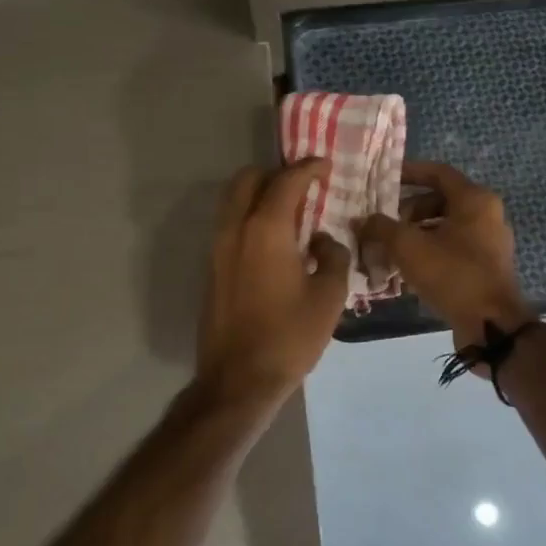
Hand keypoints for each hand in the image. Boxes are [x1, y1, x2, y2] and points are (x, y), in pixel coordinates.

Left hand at [196, 160, 351, 409]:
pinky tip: (274, 241)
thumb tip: (322, 241)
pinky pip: (230, 226)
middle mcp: (235, 230)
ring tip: (290, 212)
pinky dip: (250, 218)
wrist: (238, 379)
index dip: (308, 168)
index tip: (324, 165)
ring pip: (233, 202)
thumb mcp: (329, 296)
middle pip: (248, 180)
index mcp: (266, 229)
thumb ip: (332, 256)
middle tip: (303, 186)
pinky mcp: (212, 269)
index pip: (286, 181)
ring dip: (259, 195)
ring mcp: (218, 249)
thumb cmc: (290, 336)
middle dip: (275, 174)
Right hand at [359, 162, 531, 356]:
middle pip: (441, 200)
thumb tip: (361, 220)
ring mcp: (490, 241)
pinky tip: (407, 269)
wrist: (491, 325)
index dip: (409, 172)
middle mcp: (487, 214)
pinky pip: (453, 247)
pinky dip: (430, 250)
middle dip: (408, 210)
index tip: (383, 180)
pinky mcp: (487, 266)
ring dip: (416, 233)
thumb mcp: (408, 247)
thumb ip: (381, 228)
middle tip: (384, 223)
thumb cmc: (452, 274)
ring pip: (446, 226)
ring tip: (390, 248)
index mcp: (475, 200)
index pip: (437, 172)